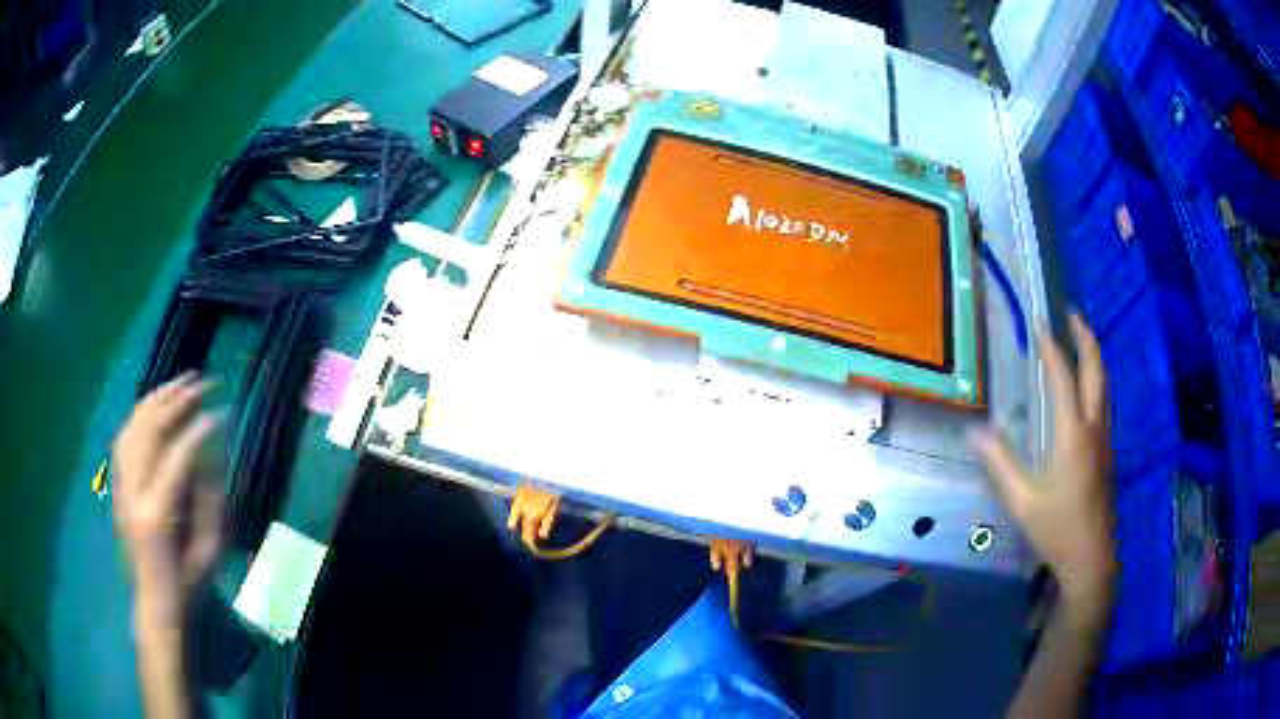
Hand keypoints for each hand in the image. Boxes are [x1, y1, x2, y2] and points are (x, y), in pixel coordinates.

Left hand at [112, 373, 224, 632]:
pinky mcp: (117, 486)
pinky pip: (124, 438)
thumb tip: (209, 454)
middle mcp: (133, 492)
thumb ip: (209, 499)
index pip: (176, 455)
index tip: (220, 410)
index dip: (198, 428)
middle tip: (201, 382)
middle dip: (175, 399)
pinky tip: (154, 408)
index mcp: (157, 513)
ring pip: (133, 426)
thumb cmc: (188, 583)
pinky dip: (139, 416)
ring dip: (155, 400)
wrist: (155, 602)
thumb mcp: (208, 550)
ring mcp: (121, 486)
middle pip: (149, 430)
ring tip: (178, 384)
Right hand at [974, 315, 1115, 619]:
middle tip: (1070, 312)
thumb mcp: (1022, 500)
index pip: (1062, 376)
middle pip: (1095, 369)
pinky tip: (1087, 384)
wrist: (1091, 555)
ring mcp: (1104, 436)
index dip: (1050, 346)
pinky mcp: (1107, 448)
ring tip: (1080, 337)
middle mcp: (1093, 426)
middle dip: (1084, 336)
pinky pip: (1104, 399)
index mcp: (1072, 433)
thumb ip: (1000, 462)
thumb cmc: (1056, 527)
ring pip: (1104, 382)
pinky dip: (1096, 376)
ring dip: (1093, 354)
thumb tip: (974, 431)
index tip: (1039, 321)